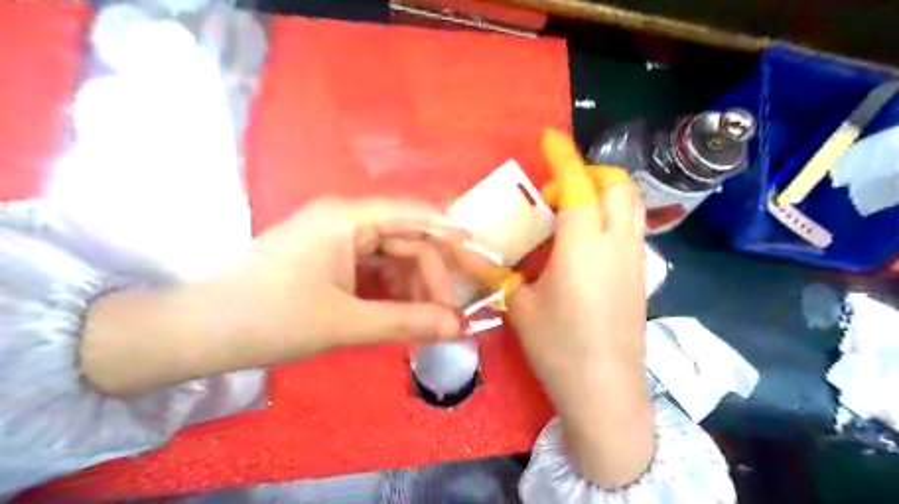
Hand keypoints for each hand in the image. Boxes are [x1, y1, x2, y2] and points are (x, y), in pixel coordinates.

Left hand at [82, 196, 466, 397]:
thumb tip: (457, 328)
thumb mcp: (344, 322)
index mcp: (347, 218)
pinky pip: (373, 271)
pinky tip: (402, 315)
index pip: (414, 215)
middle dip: (432, 276)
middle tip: (450, 315)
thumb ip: (405, 322)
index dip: (451, 234)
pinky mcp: (329, 260)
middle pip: (406, 240)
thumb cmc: (269, 319)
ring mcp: (336, 240)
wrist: (199, 334)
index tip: (480, 257)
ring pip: (392, 258)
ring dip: (413, 288)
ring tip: (427, 322)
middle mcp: (344, 219)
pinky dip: (392, 292)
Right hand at [505, 130, 654, 487]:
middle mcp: (617, 243)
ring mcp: (635, 259)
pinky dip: (611, 215)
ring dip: (603, 193)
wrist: (606, 391)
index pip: (579, 184)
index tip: (548, 137)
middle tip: (556, 191)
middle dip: (589, 172)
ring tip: (570, 212)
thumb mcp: (520, 306)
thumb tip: (460, 250)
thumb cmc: (559, 347)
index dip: (563, 155)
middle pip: (617, 185)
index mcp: (584, 245)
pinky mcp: (640, 275)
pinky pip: (631, 227)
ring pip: (631, 204)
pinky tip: (585, 241)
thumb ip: (492, 272)